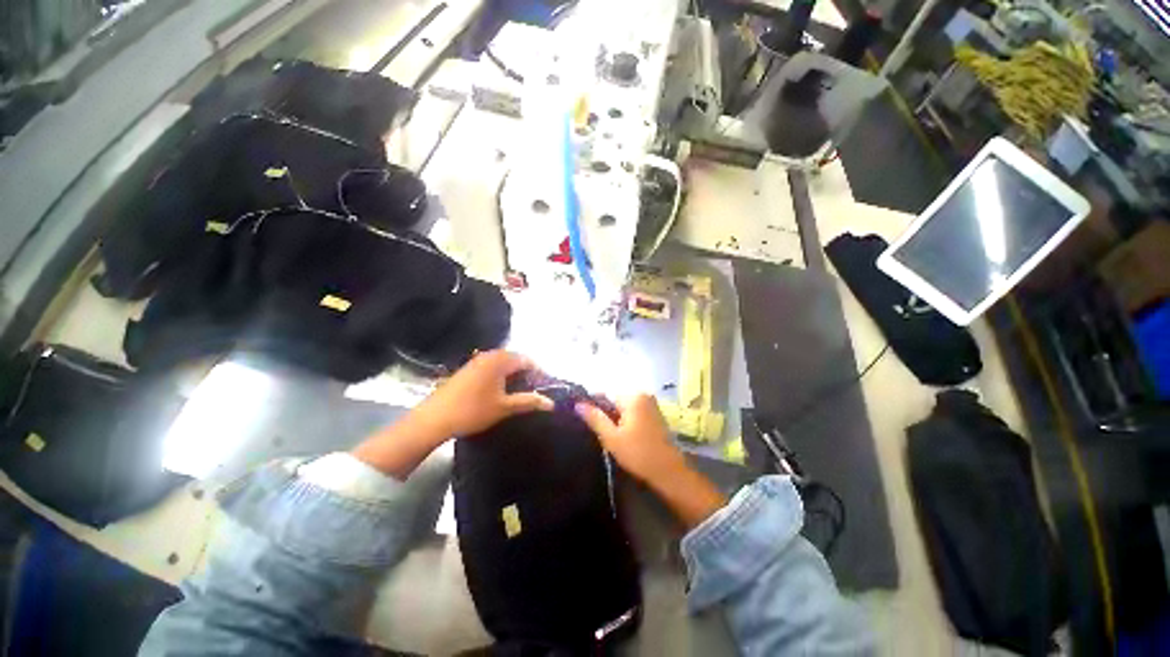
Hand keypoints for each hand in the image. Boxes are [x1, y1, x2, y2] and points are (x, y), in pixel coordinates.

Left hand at [416, 350, 553, 439]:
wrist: (434, 419)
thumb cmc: (473, 411)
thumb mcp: (505, 407)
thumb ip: (529, 402)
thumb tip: (551, 403)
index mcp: (500, 360)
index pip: (527, 360)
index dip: (538, 373)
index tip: (544, 388)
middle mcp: (489, 355)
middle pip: (515, 359)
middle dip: (526, 373)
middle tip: (533, 391)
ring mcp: (476, 361)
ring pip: (502, 363)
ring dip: (513, 375)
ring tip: (518, 393)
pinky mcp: (467, 369)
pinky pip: (491, 367)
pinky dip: (500, 376)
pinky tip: (499, 392)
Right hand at [576, 394, 725, 527]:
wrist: (669, 472)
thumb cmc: (639, 454)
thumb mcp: (612, 438)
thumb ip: (595, 418)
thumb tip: (578, 404)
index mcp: (633, 397)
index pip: (605, 394)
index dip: (594, 407)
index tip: (586, 421)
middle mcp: (643, 395)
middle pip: (615, 400)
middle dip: (606, 414)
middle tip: (601, 433)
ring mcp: (651, 404)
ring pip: (624, 408)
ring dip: (616, 419)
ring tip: (611, 437)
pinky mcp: (655, 414)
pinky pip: (634, 412)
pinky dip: (626, 421)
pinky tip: (624, 437)